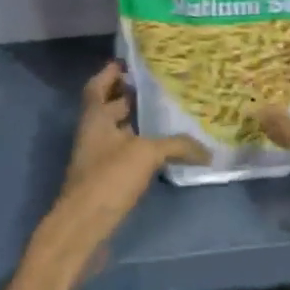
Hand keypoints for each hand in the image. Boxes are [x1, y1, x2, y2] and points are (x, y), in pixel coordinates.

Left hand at [28, 62, 204, 289]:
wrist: (83, 227)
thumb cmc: (108, 179)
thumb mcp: (146, 154)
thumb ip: (176, 145)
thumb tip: (207, 151)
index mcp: (94, 117)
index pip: (97, 86)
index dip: (110, 73)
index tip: (129, 62)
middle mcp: (93, 133)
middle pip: (109, 107)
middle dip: (130, 95)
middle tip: (159, 86)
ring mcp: (97, 157)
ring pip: (118, 131)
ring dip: (137, 122)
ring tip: (167, 114)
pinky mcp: (105, 179)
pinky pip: (124, 153)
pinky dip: (140, 147)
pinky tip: (162, 150)